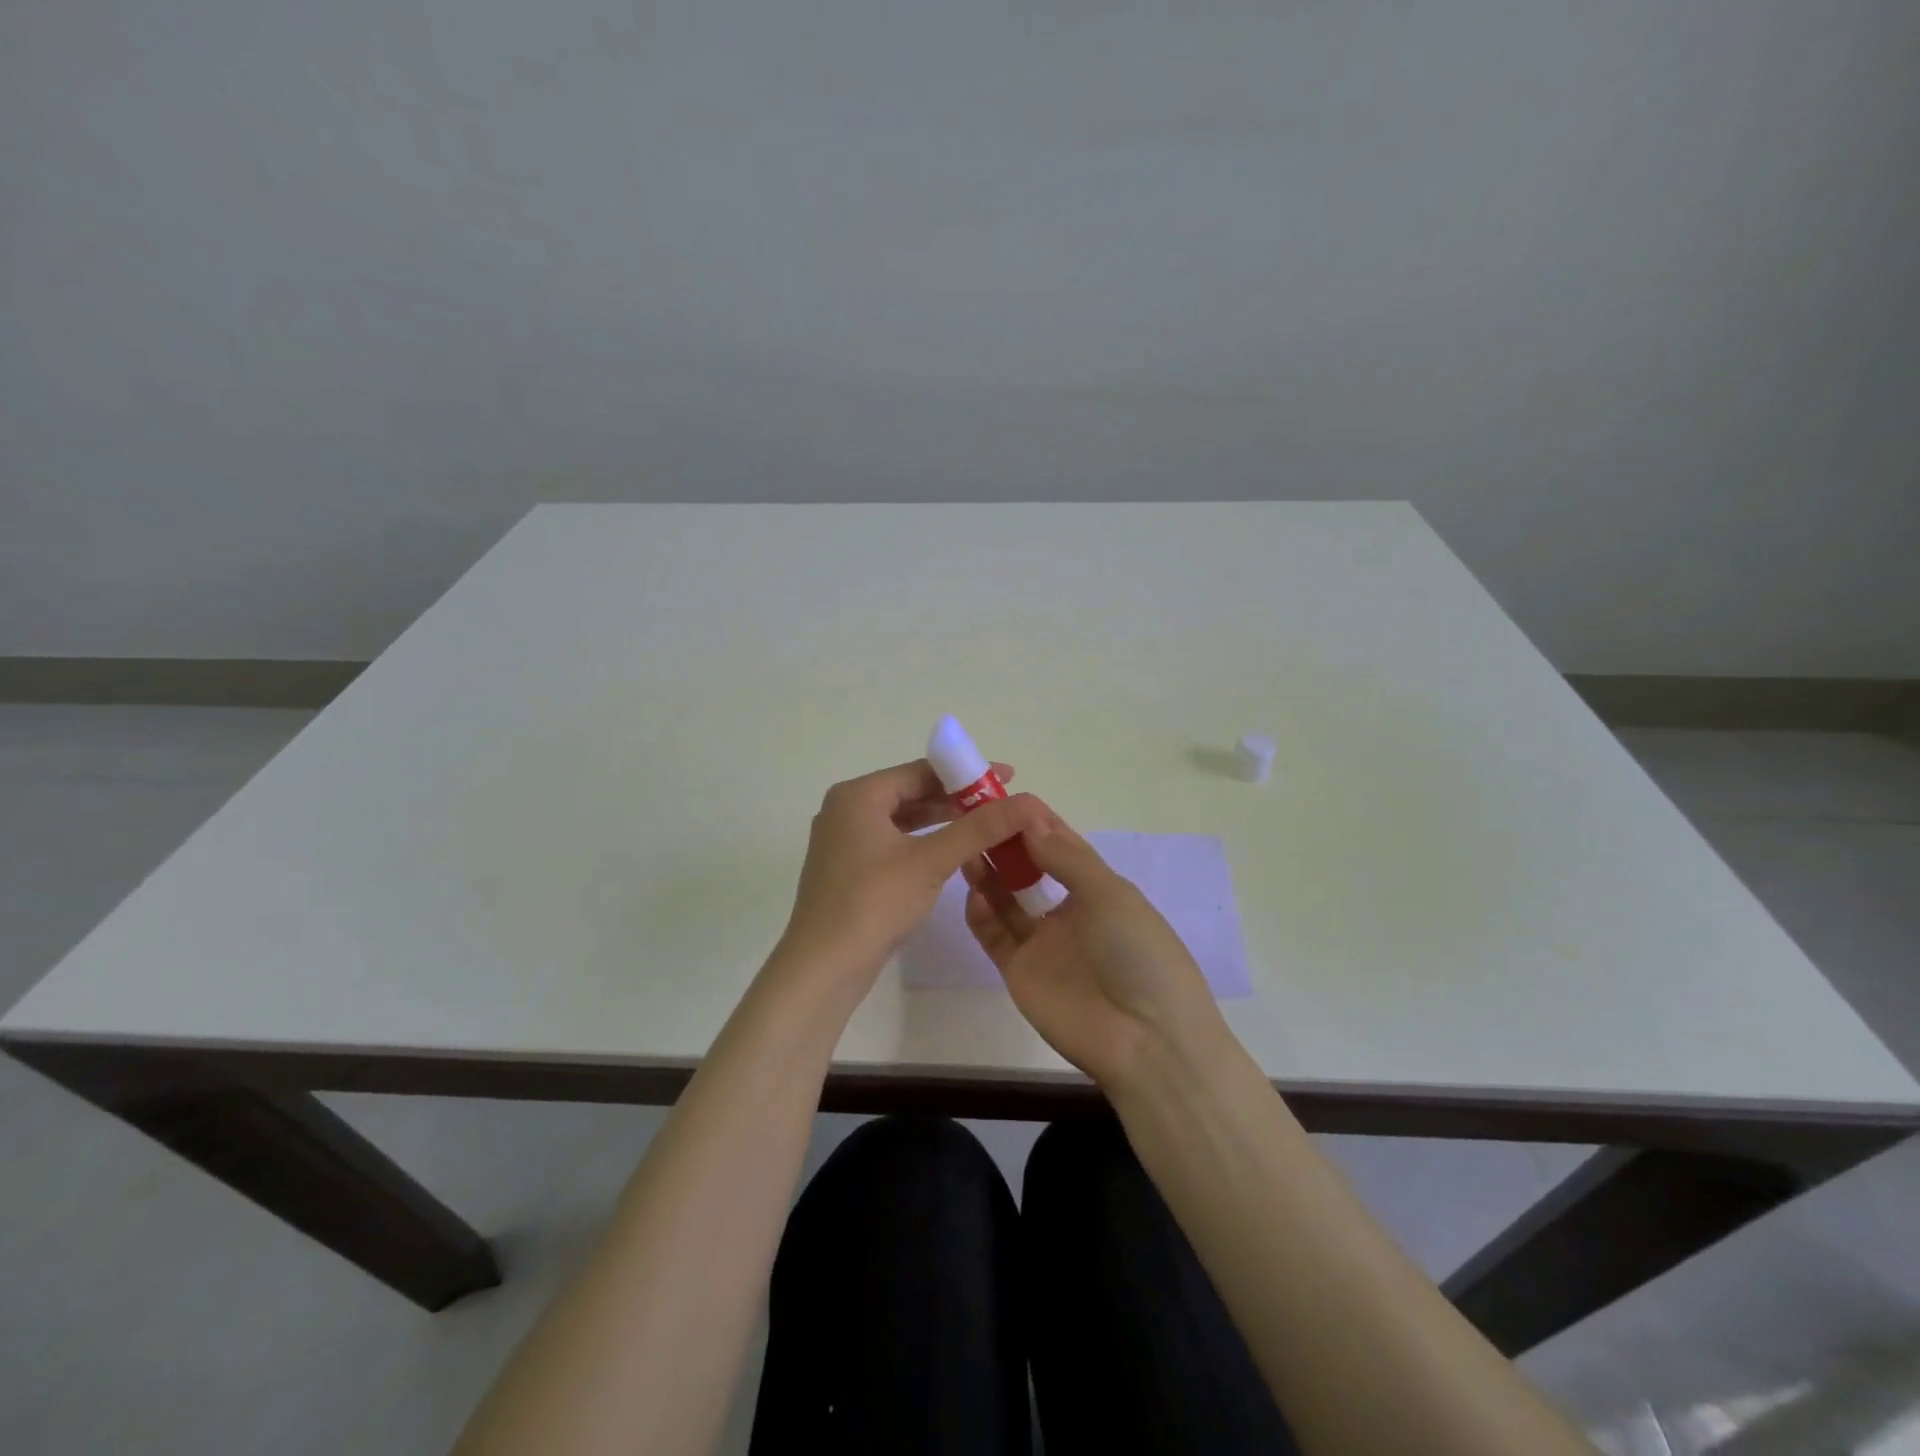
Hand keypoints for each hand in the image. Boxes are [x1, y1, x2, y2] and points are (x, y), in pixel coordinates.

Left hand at [777, 760, 1048, 996]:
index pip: (920, 771)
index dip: (966, 774)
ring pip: (901, 820)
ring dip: (941, 822)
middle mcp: (845, 809)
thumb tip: (1027, 803)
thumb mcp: (931, 861)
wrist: (823, 967)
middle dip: (956, 799)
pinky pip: (891, 842)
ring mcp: (843, 840)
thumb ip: (978, 829)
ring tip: (983, 827)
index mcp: (858, 795)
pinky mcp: (847, 869)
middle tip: (1000, 805)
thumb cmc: (874, 903)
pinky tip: (950, 854)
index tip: (1006, 778)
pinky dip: (921, 843)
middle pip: (910, 792)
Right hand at [962, 814, 1231, 1089]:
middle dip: (1006, 844)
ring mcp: (1043, 943)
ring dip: (989, 873)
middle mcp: (1069, 912)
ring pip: (1007, 899)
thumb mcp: (1111, 896)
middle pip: (1029, 869)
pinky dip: (981, 913)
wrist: (1145, 1040)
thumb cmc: (1139, 955)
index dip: (1035, 822)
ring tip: (968, 847)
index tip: (1004, 798)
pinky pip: (995, 935)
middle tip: (976, 818)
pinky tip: (973, 892)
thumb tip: (1030, 821)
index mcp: (1099, 890)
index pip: (1061, 846)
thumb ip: (1067, 858)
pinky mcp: (1019, 971)